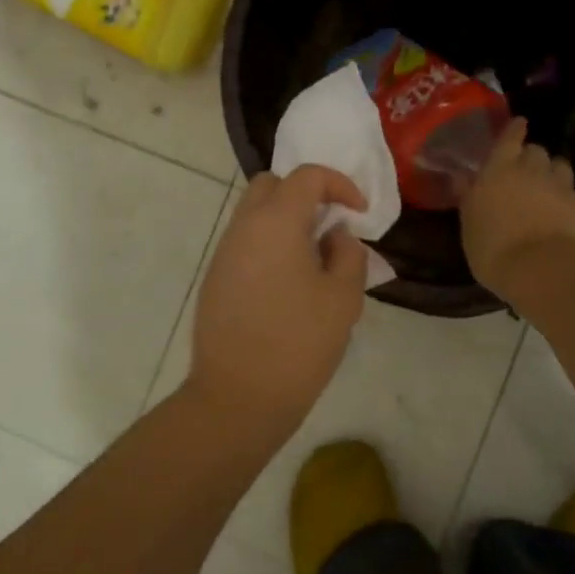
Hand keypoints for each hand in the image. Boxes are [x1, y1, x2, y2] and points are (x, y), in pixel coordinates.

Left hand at [188, 165, 369, 424]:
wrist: (238, 397)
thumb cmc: (299, 343)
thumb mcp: (343, 298)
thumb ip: (347, 253)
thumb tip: (335, 236)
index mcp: (276, 223)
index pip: (307, 176)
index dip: (339, 184)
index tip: (359, 212)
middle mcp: (243, 228)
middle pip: (271, 185)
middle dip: (304, 193)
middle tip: (330, 225)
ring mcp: (224, 253)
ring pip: (254, 214)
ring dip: (285, 220)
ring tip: (314, 258)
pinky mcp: (215, 279)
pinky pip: (245, 242)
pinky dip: (269, 244)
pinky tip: (289, 283)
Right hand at [461, 119, 574, 299]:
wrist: (540, 269)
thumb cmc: (492, 248)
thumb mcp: (468, 224)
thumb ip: (468, 196)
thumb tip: (461, 176)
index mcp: (499, 170)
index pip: (509, 138)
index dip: (514, 130)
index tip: (519, 125)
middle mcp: (532, 170)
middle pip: (537, 151)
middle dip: (533, 159)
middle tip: (526, 174)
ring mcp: (563, 186)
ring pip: (563, 167)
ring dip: (556, 174)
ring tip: (552, 190)